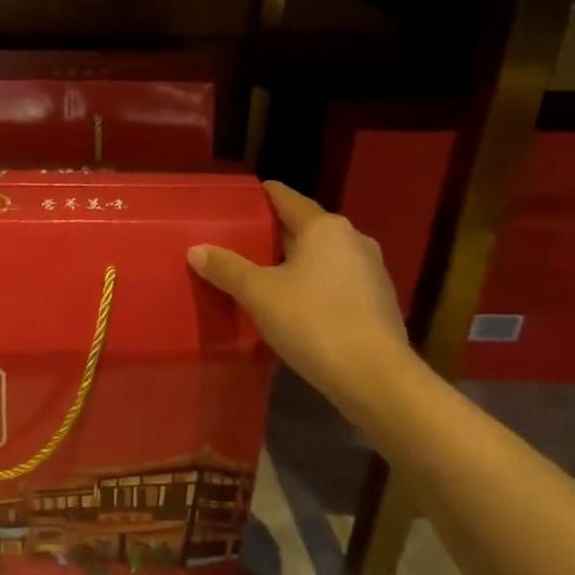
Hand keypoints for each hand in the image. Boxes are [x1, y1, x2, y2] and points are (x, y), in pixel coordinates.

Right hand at [189, 181, 416, 407]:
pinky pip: (336, 281)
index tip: (237, 201)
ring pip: (322, 256)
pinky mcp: (378, 302)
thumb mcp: (258, 294)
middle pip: (305, 228)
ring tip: (260, 274)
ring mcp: (371, 271)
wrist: (376, 377)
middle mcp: (352, 240)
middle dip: (273, 234)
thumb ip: (227, 268)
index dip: (261, 196)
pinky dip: (313, 285)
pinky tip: (293, 304)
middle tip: (238, 242)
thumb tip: (197, 250)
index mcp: (324, 227)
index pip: (286, 198)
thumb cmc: (313, 321)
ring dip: (294, 262)